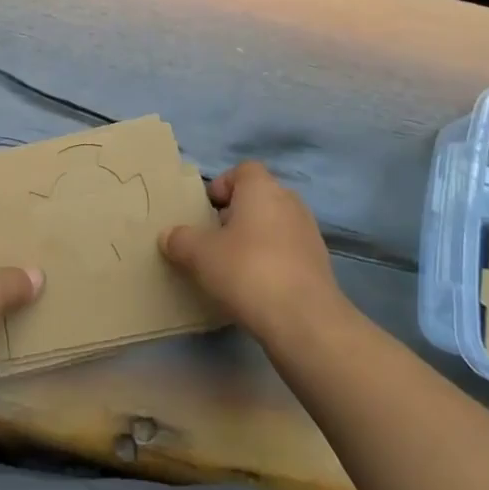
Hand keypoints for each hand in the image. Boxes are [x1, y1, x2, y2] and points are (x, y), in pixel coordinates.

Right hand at [162, 162, 343, 345]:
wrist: (304, 320)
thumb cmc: (247, 271)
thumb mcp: (200, 255)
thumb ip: (180, 240)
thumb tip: (168, 235)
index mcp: (262, 188)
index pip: (243, 170)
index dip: (222, 186)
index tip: (206, 211)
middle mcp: (290, 202)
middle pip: (258, 198)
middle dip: (235, 215)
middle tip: (213, 240)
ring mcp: (308, 233)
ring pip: (274, 226)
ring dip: (254, 240)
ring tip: (232, 267)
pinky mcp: (319, 264)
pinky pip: (287, 252)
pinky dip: (271, 261)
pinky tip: (256, 287)